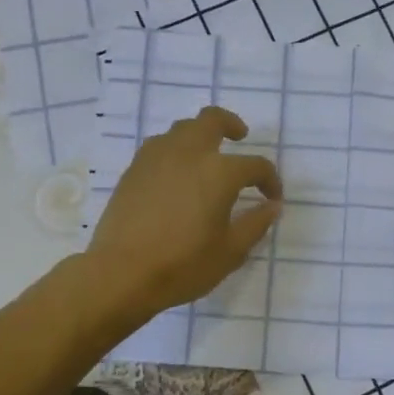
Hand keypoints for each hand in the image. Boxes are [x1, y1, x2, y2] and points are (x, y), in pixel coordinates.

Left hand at [84, 106, 282, 325]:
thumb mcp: (231, 252)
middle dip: (231, 124)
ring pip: (182, 129)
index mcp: (219, 172)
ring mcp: (156, 158)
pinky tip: (177, 173)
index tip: (272, 198)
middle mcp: (189, 154)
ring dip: (200, 135)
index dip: (270, 180)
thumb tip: (271, 206)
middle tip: (240, 137)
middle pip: (212, 120)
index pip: (255, 165)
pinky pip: (159, 146)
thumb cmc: (183, 265)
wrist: (121, 274)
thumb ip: (255, 224)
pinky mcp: (133, 170)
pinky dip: (175, 150)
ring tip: (206, 156)